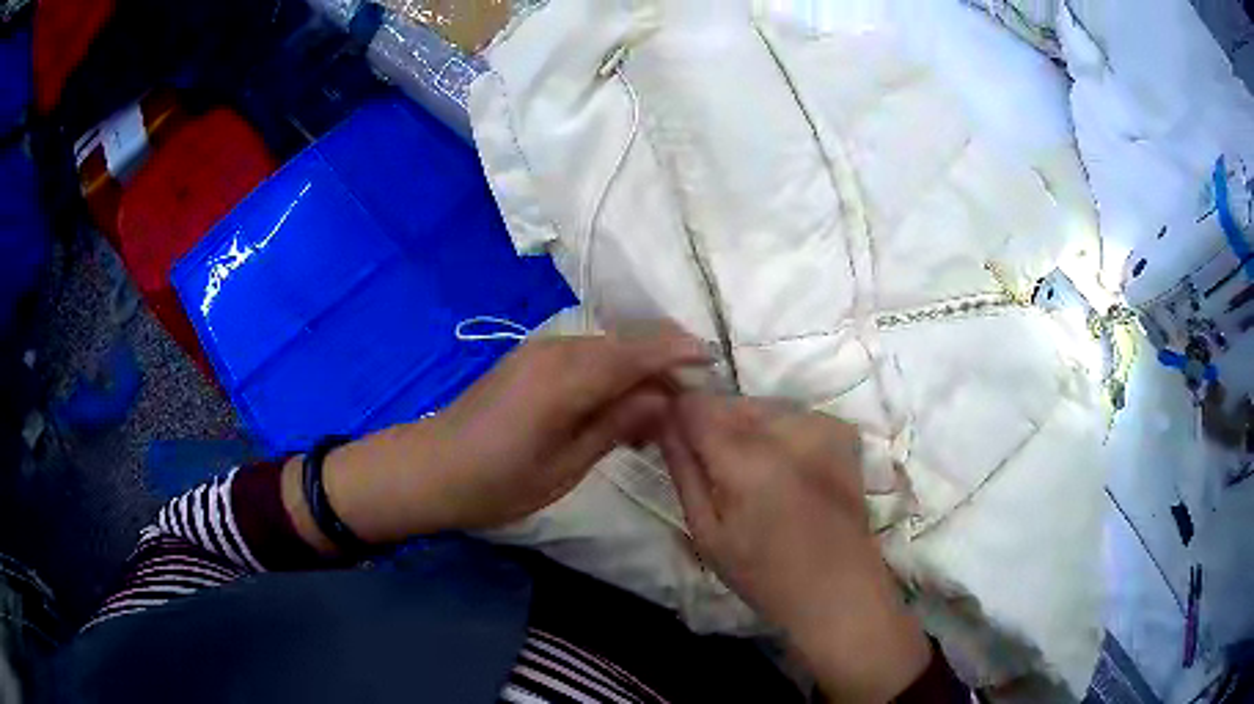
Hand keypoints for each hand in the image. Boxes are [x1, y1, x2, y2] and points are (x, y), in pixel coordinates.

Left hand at [285, 323, 708, 550]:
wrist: (429, 469)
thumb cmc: (495, 482)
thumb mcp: (564, 467)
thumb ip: (617, 426)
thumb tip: (665, 401)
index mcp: (566, 377)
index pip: (638, 351)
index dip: (679, 352)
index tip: (714, 363)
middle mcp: (556, 349)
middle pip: (626, 344)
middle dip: (663, 363)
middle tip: (690, 402)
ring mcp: (539, 350)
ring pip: (607, 349)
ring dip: (637, 370)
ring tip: (658, 411)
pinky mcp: (530, 359)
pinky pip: (585, 356)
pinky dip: (611, 373)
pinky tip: (618, 404)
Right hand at [658, 394, 930, 702]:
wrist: (837, 588)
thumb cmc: (763, 574)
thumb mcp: (707, 533)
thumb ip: (684, 470)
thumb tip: (663, 422)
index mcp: (746, 459)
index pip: (695, 404)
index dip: (677, 416)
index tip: (673, 437)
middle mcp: (786, 429)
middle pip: (730, 401)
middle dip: (713, 423)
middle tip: (715, 467)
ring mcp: (821, 426)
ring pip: (762, 405)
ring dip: (747, 426)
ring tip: (752, 471)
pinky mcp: (842, 432)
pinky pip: (794, 415)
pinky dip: (781, 432)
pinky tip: (786, 467)